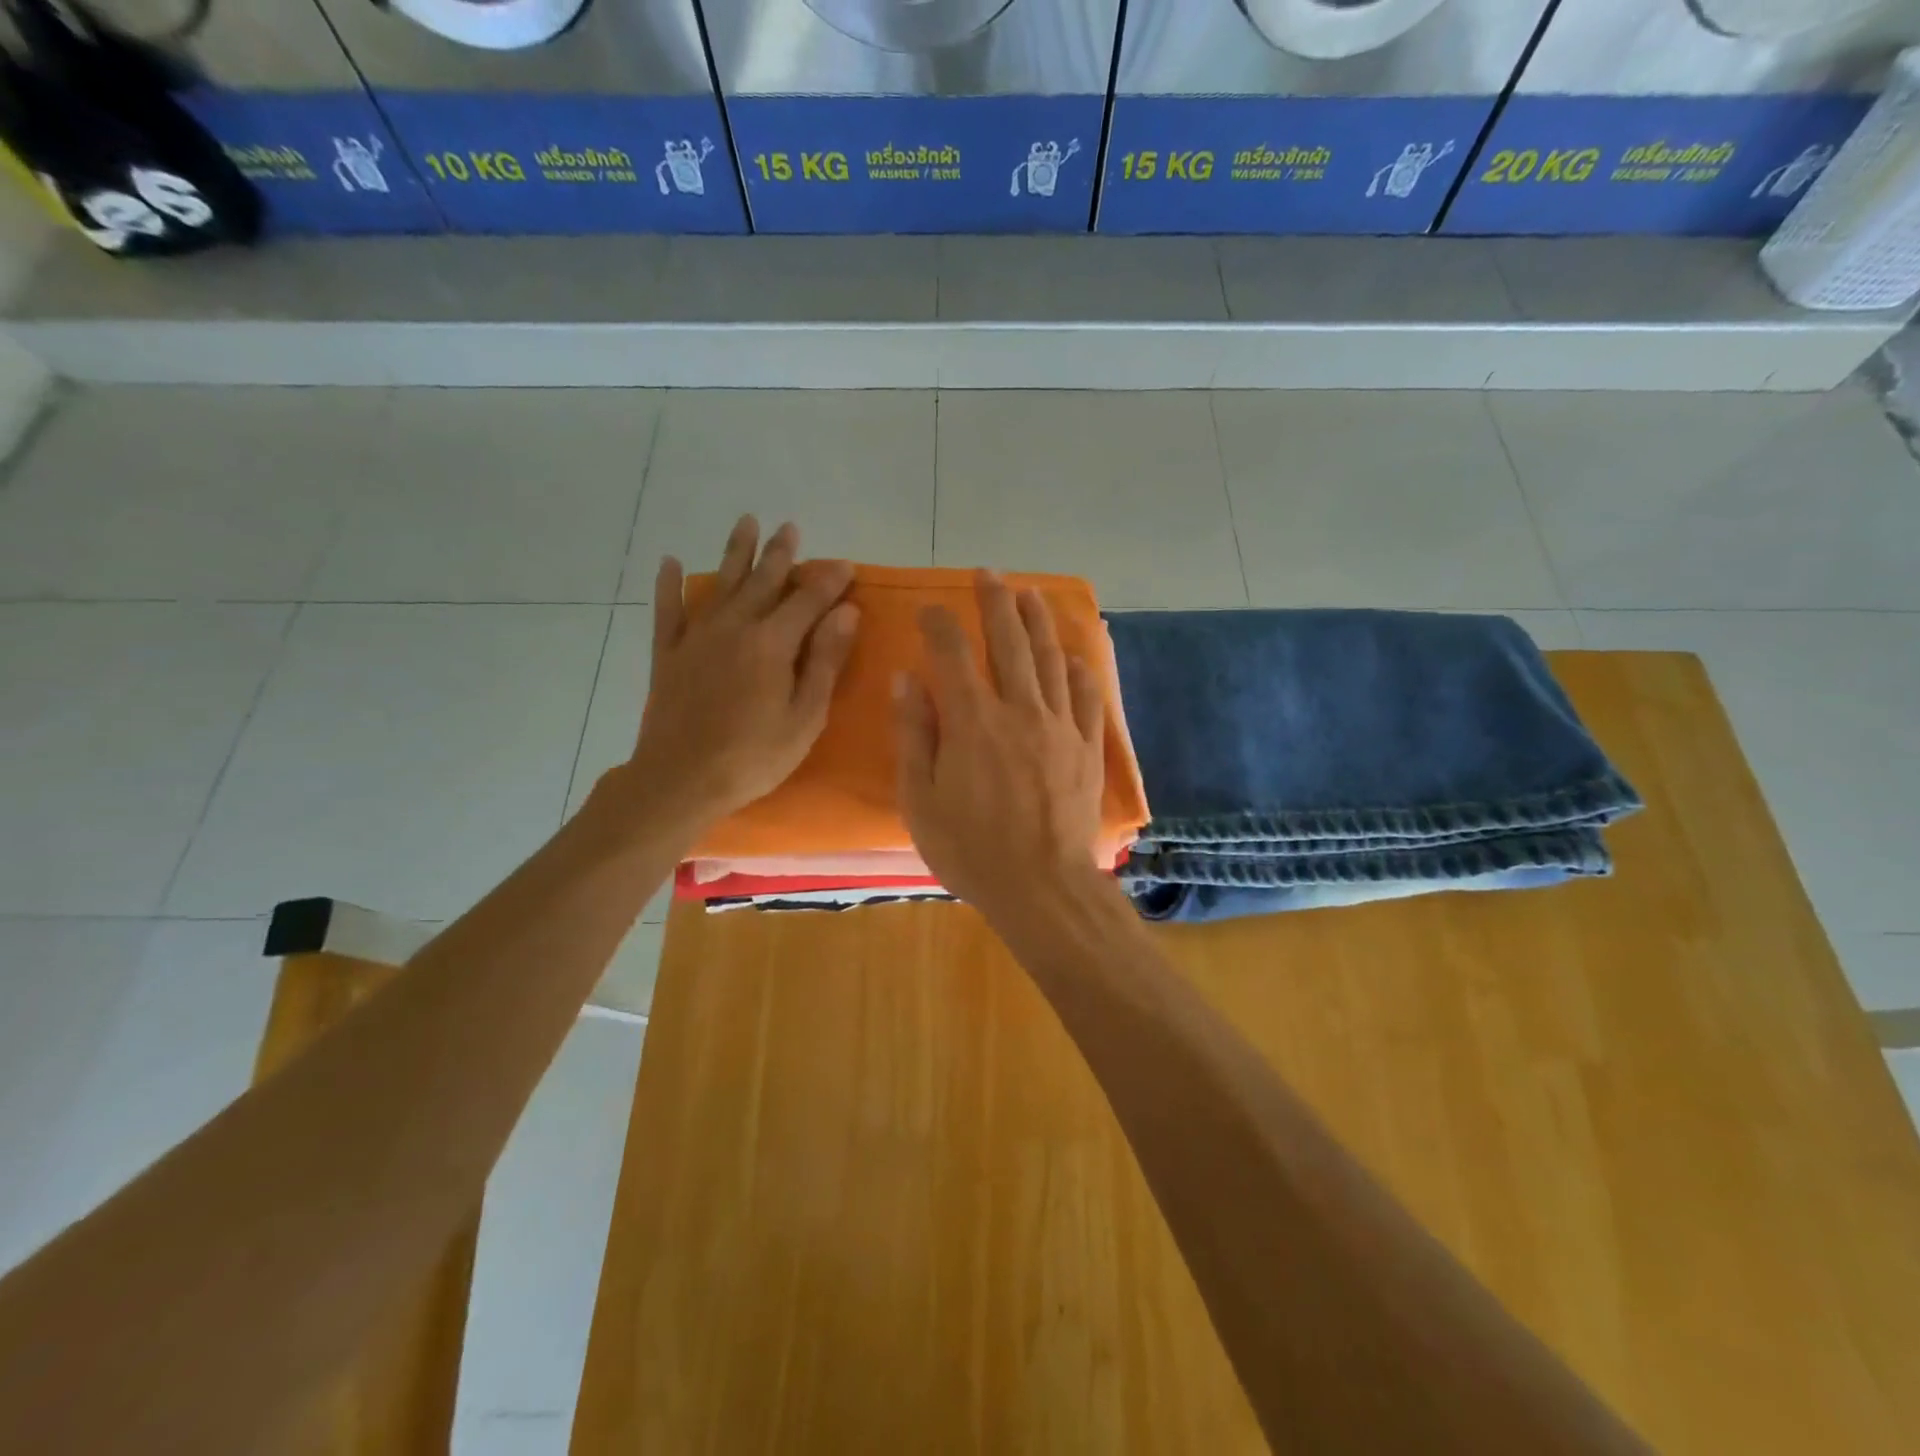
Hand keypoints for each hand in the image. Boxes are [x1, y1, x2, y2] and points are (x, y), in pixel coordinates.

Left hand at [628, 516, 857, 831]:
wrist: (680, 780)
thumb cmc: (754, 756)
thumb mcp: (805, 716)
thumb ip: (825, 660)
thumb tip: (847, 612)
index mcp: (772, 643)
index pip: (808, 600)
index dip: (829, 580)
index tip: (846, 565)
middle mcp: (734, 627)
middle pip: (763, 581)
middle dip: (781, 554)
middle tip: (791, 528)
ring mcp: (696, 637)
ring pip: (720, 583)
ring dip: (735, 552)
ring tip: (747, 523)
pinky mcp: (668, 654)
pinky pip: (668, 611)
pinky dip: (668, 586)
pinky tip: (669, 562)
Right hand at [893, 570, 1106, 923]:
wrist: (1043, 888)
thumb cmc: (971, 850)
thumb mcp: (921, 801)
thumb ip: (914, 735)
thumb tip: (908, 679)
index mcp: (973, 722)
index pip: (952, 654)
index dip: (940, 625)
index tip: (930, 609)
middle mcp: (1020, 710)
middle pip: (1008, 642)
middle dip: (996, 602)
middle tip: (988, 574)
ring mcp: (1060, 726)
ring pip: (1050, 659)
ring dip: (1038, 622)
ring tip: (1030, 593)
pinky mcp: (1087, 748)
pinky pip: (1086, 697)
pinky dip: (1079, 670)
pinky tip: (1074, 655)